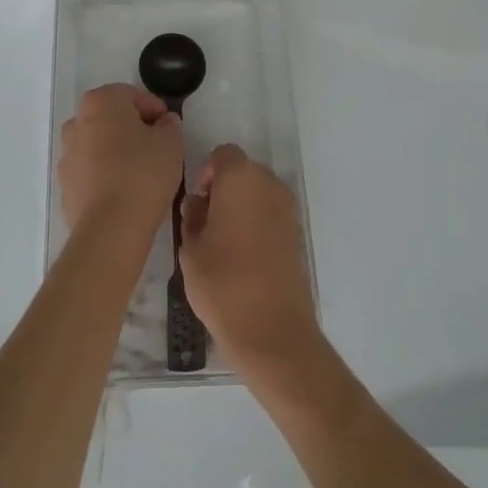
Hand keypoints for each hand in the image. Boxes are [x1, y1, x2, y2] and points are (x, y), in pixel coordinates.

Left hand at [58, 84, 185, 236]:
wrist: (110, 228)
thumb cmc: (143, 173)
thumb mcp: (171, 143)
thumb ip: (169, 125)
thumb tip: (163, 123)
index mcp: (100, 102)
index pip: (131, 94)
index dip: (153, 108)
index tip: (168, 126)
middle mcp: (77, 122)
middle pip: (110, 117)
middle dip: (132, 127)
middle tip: (156, 145)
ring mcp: (67, 155)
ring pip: (97, 144)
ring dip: (116, 151)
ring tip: (141, 171)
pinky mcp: (65, 185)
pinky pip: (90, 170)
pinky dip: (105, 174)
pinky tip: (124, 190)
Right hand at [180, 146, 319, 375]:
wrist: (273, 331)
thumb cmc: (223, 283)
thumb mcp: (191, 249)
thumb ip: (192, 218)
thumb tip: (199, 206)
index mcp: (240, 178)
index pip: (222, 155)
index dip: (205, 173)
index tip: (196, 203)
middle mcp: (269, 184)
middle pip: (242, 172)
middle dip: (223, 189)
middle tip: (204, 223)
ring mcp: (288, 209)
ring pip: (258, 194)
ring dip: (241, 207)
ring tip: (222, 244)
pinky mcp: (297, 235)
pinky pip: (271, 215)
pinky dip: (256, 224)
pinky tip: (242, 258)